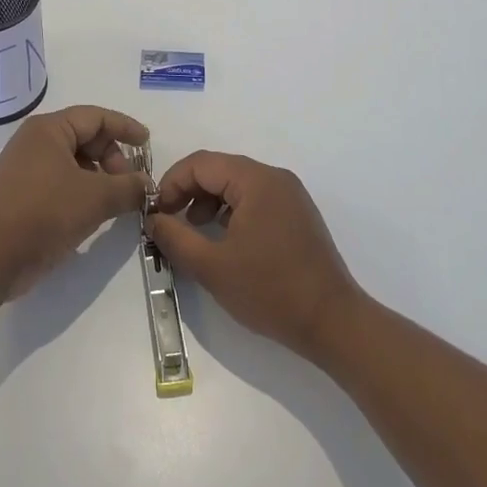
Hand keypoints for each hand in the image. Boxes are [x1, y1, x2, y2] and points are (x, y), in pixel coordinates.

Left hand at [0, 105, 150, 296]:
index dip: (125, 127)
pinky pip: (58, 180)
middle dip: (112, 158)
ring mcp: (23, 167)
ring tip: (113, 201)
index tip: (147, 143)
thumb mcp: (97, 198)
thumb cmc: (46, 213)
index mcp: (48, 129)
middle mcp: (33, 141)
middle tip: (129, 184)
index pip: (96, 117)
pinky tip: (91, 212)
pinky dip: (80, 189)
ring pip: (72, 161)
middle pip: (84, 137)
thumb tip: (147, 185)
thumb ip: (129, 187)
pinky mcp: (19, 193)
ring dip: (98, 177)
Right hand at [146, 151, 362, 359]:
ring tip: (193, 231)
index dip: (172, 182)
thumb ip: (175, 238)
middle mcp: (275, 178)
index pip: (202, 163)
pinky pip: (255, 199)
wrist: (333, 323)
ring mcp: (290, 195)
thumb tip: (153, 219)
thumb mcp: (212, 267)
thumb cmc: (270, 291)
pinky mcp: (297, 215)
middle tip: (168, 220)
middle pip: (220, 169)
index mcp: (256, 180)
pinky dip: (232, 211)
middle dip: (189, 191)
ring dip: (209, 201)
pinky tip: (223, 239)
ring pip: (237, 184)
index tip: (154, 212)